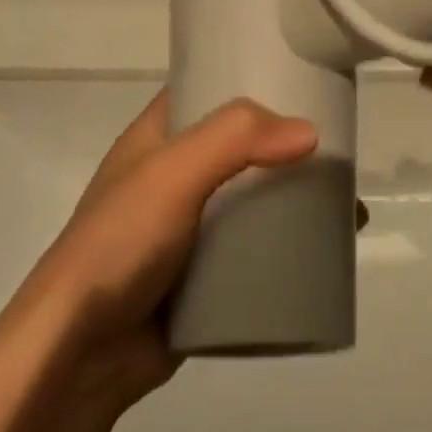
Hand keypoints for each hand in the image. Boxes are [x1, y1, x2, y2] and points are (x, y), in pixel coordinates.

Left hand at [19, 92, 316, 411]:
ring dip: (297, 202)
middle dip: (289, 148)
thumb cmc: (120, 244)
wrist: (82, 353)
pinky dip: (289, 250)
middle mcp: (174, 179)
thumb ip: (236, 140)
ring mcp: (190, 231)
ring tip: (349, 208)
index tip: (305, 78)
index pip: (206, 90)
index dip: (250, 78)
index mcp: (156, 140)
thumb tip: (310, 133)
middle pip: (242, 149)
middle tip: (343, 151)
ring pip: (254, 203)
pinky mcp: (206, 278)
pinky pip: (256, 253)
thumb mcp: (172, 174)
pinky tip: (329, 253)